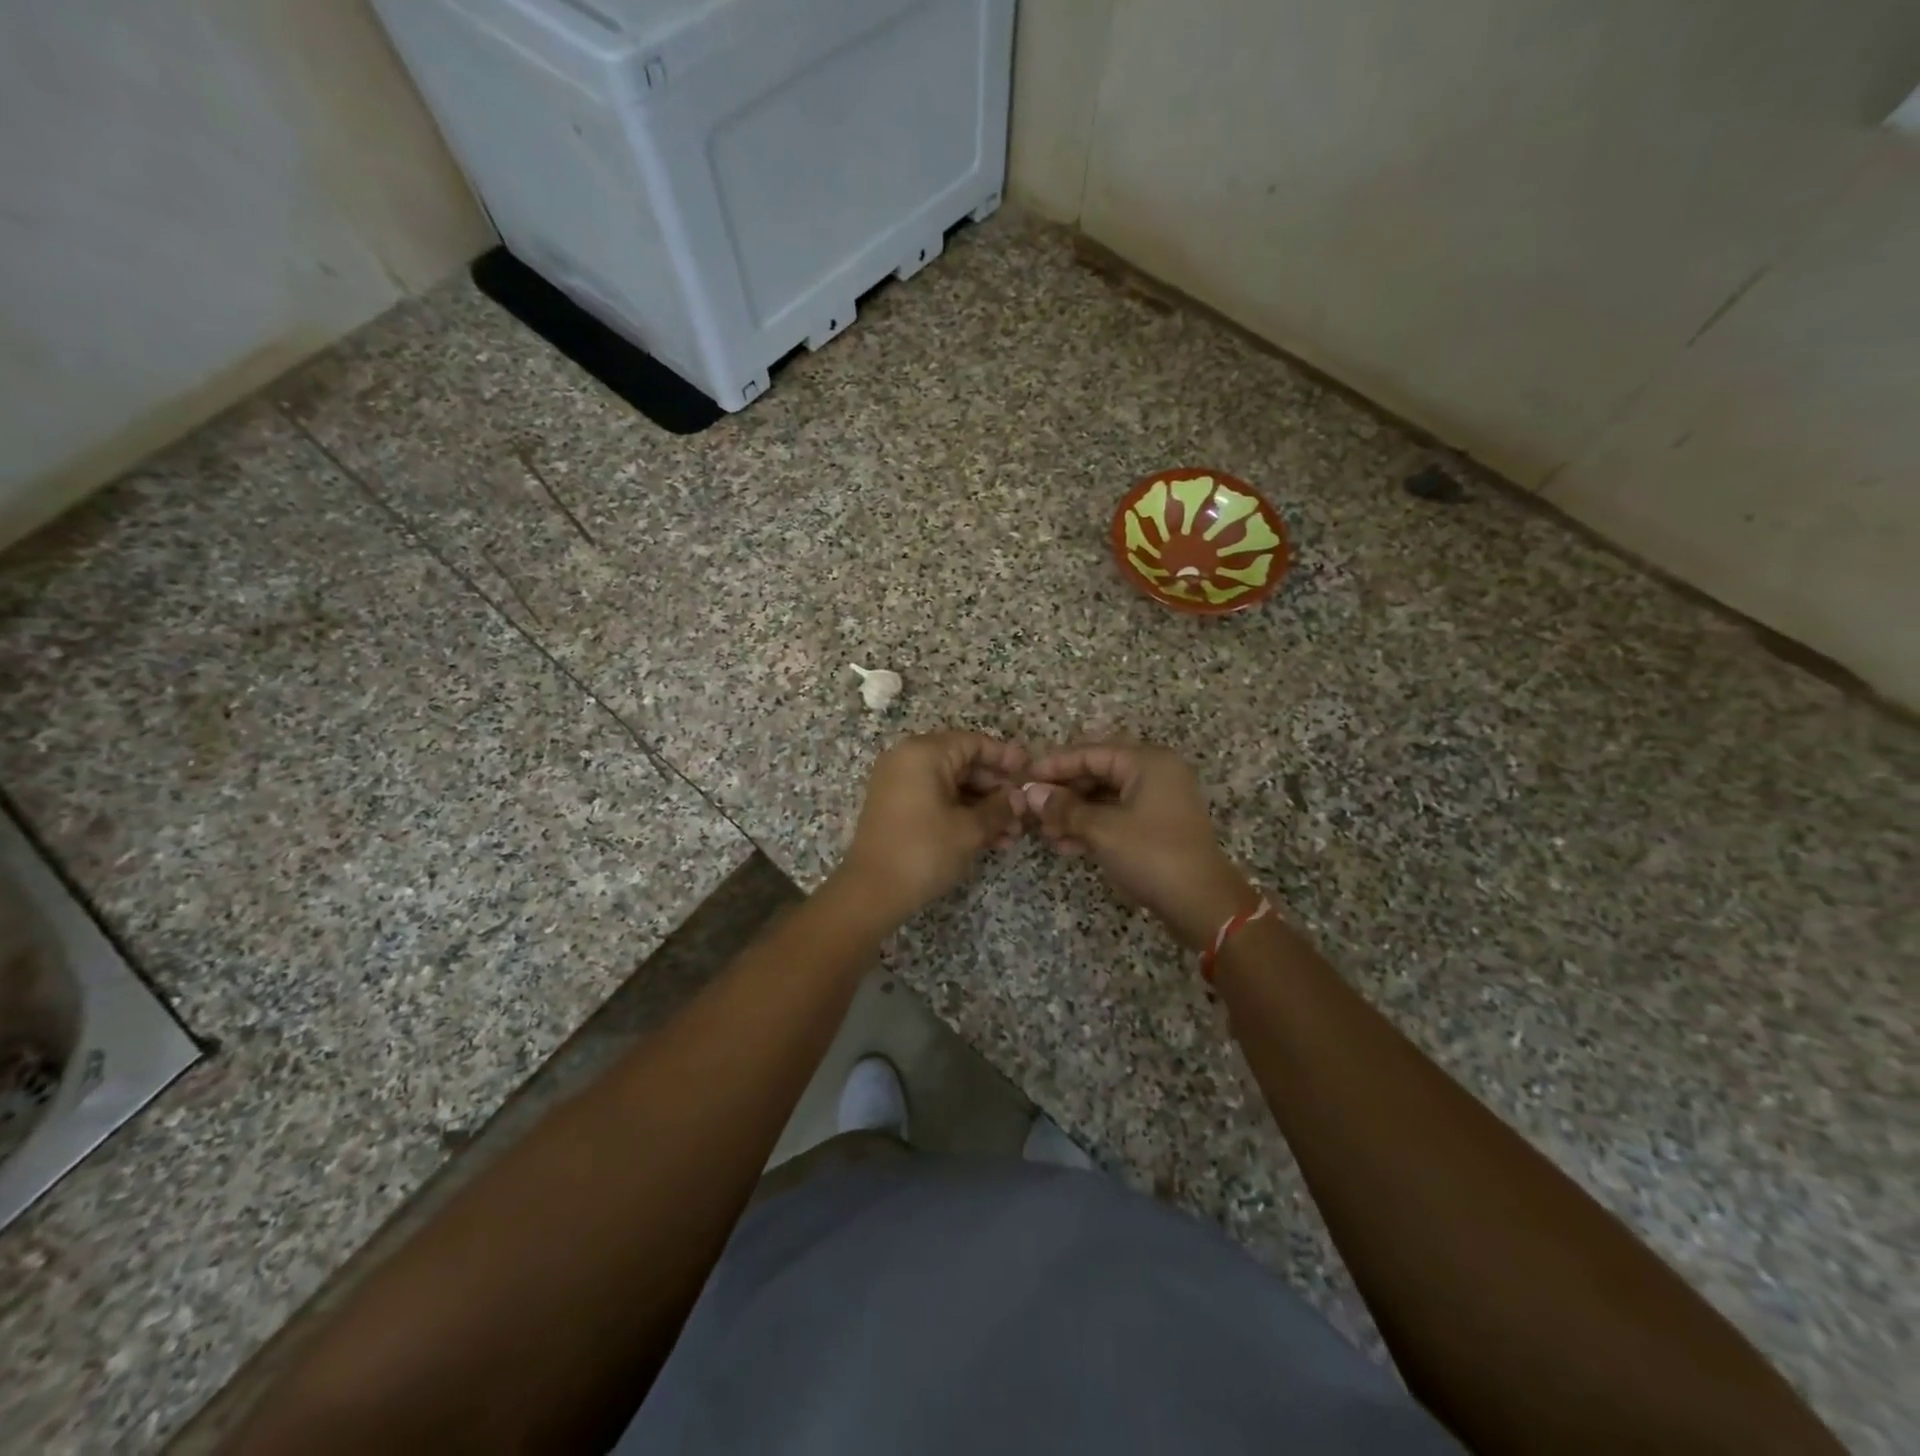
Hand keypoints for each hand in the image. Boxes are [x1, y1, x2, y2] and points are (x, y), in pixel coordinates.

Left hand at [836, 731, 1027, 925]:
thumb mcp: (969, 829)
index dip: (1005, 757)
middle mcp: (908, 760)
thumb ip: (999, 808)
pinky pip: (937, 800)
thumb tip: (1020, 798)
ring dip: (984, 807)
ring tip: (1013, 834)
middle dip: (996, 789)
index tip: (1030, 773)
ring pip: (953, 786)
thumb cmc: (924, 851)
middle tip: (1024, 810)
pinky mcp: (897, 808)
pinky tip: (991, 839)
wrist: (871, 892)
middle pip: (964, 763)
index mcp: (924, 753)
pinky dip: (962, 815)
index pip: (974, 742)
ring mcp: (900, 784)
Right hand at [1025, 743, 1257, 950]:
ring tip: (1044, 832)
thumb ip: (1064, 808)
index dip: (1055, 765)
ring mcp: (1158, 801)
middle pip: (1098, 773)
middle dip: (1064, 793)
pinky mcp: (1157, 827)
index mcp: (1147, 762)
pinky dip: (1091, 827)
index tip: (1024, 777)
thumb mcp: (1102, 830)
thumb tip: (1030, 793)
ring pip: (1105, 798)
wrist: (1202, 904)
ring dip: (1074, 814)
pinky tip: (1065, 845)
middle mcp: (1155, 774)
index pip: (1091, 753)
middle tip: (1031, 808)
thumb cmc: (1152, 855)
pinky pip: (1116, 817)